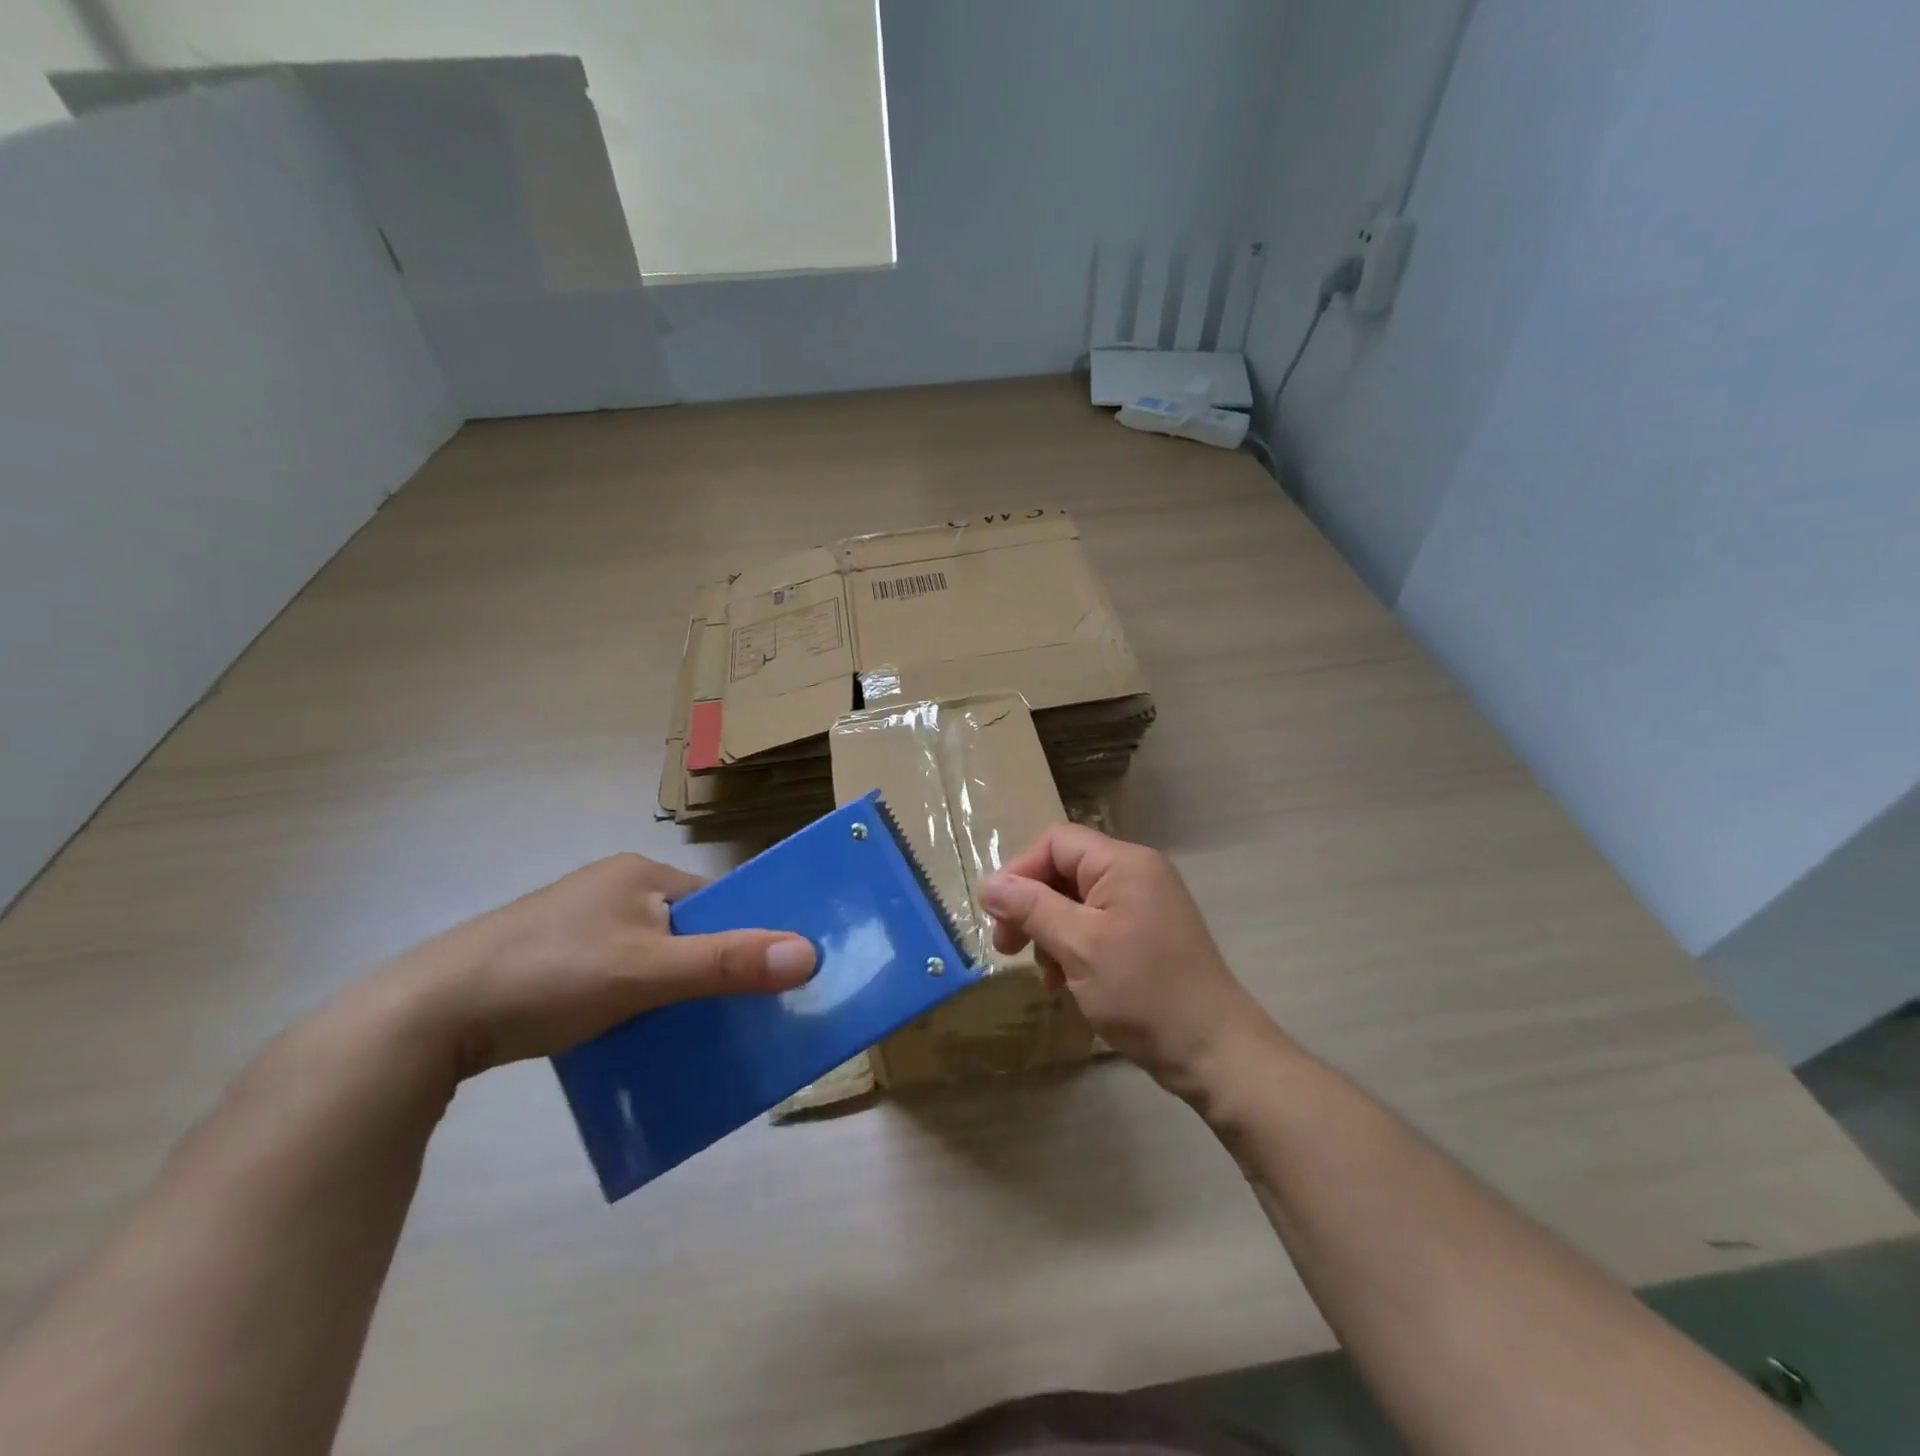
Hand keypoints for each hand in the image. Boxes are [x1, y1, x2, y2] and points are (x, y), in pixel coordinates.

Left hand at [389, 853, 815, 1078]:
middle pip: (684, 927)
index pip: (713, 899)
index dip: (743, 934)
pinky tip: (632, 1033)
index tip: (766, 978)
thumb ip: (726, 963)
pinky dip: (633, 999)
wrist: (427, 1016)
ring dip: (670, 987)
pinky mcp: (549, 958)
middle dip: (707, 966)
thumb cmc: (550, 974)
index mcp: (638, 873)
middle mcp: (611, 888)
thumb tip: (808, 953)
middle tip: (731, 1011)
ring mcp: (577, 922)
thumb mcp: (647, 971)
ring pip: (649, 954)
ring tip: (686, 1028)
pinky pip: (615, 973)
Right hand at [979, 826, 1278, 1098]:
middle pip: (1065, 870)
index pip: (1057, 842)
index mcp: (1124, 863)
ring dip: (1049, 932)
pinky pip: (1096, 925)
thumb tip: (988, 883)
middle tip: (1006, 947)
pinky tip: (1064, 982)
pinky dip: (1073, 947)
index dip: (1021, 871)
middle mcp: (1136, 873)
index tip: (998, 915)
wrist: (1213, 1050)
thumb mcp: (1078, 946)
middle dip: (1031, 906)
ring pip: (1076, 902)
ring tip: (1043, 974)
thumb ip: (1031, 907)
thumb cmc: (1142, 991)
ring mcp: (1144, 904)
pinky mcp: (1146, 934)